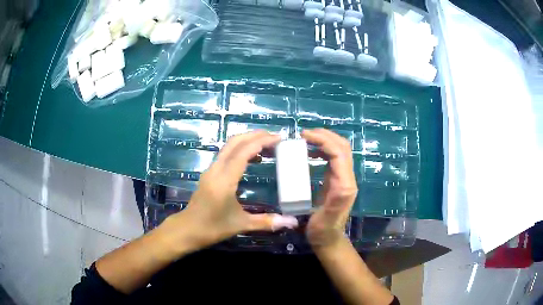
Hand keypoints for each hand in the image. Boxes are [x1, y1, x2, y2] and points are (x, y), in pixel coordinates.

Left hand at [163, 130, 298, 249]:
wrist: (187, 229)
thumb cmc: (212, 228)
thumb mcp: (241, 225)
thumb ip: (266, 221)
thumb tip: (292, 222)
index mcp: (224, 180)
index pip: (243, 152)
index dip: (261, 141)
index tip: (278, 138)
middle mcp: (216, 169)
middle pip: (234, 142)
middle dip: (255, 135)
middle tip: (275, 137)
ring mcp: (211, 170)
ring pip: (229, 146)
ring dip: (247, 141)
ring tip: (266, 145)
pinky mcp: (209, 174)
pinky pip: (226, 154)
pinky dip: (240, 150)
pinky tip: (252, 158)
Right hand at [302, 129, 357, 249]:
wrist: (328, 239)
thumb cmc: (323, 231)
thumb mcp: (327, 219)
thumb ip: (335, 204)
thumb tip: (341, 183)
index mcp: (345, 185)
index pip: (339, 153)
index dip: (323, 140)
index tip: (304, 136)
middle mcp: (347, 177)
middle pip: (342, 147)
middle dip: (325, 136)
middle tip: (304, 134)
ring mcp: (343, 177)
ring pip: (339, 150)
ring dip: (324, 140)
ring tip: (306, 139)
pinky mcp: (337, 179)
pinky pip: (333, 157)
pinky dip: (322, 149)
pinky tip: (309, 152)